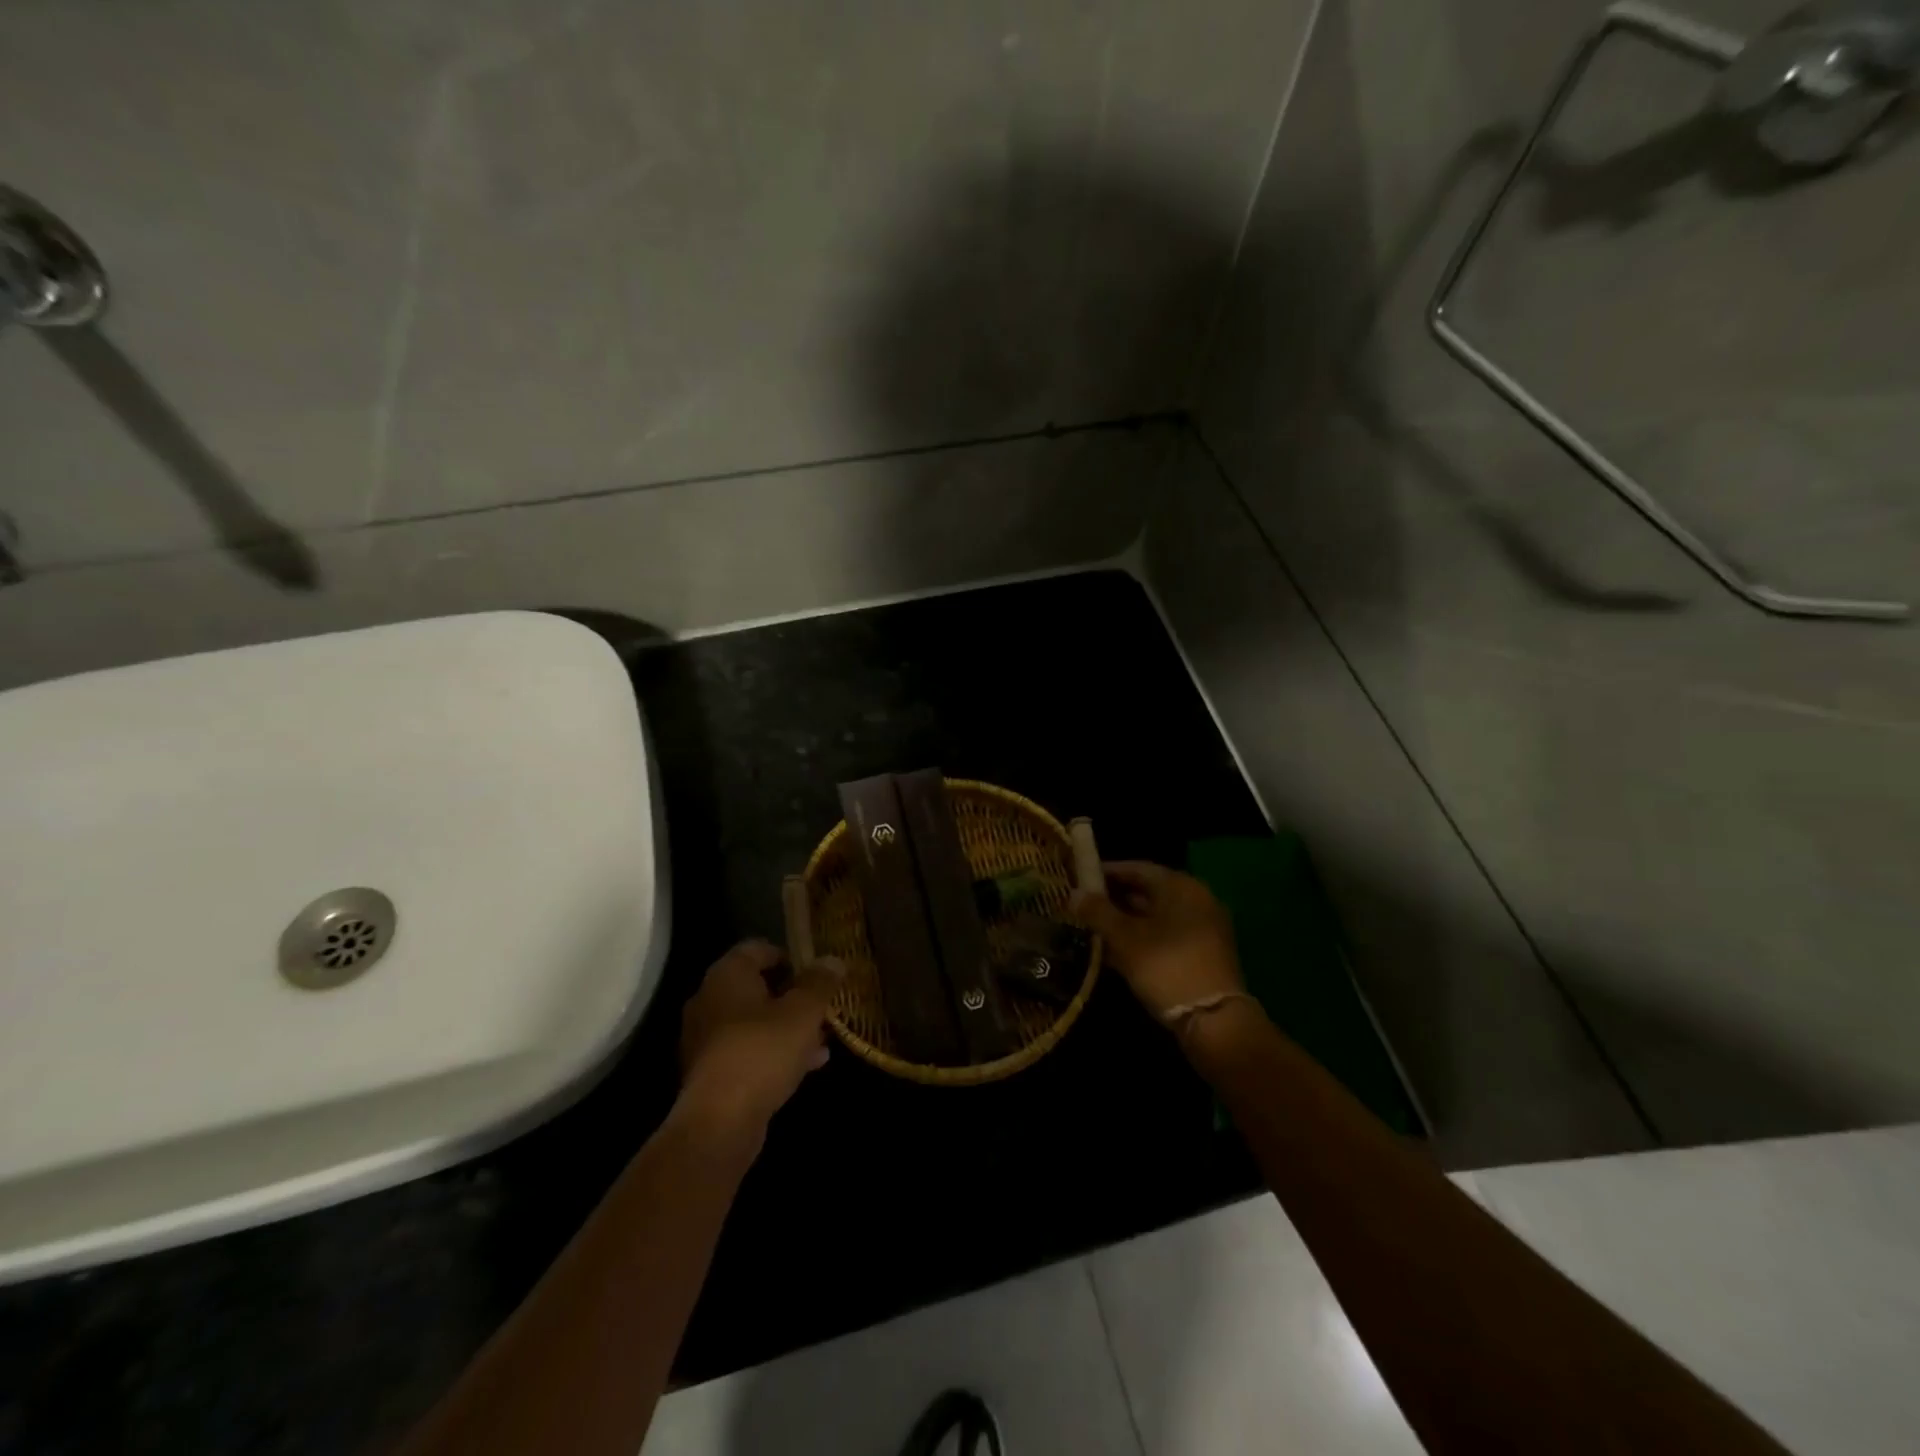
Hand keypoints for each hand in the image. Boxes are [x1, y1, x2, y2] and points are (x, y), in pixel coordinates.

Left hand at [678, 940, 841, 1139]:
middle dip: (793, 996)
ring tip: (822, 1039)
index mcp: (727, 975)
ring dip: (787, 1026)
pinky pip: (747, 1050)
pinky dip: (774, 1052)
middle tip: (823, 1007)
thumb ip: (820, 983)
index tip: (817, 973)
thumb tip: (832, 960)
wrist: (720, 1123)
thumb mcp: (803, 1012)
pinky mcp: (710, 1072)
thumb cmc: (763, 1051)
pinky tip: (807, 1065)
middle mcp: (709, 999)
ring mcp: (706, 1038)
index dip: (790, 956)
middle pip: (757, 986)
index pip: (758, 948)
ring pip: (754, 1021)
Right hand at [1069, 862, 1243, 1019]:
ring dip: (1128, 920)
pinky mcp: (1206, 951)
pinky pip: (1168, 934)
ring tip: (1096, 928)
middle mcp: (1197, 898)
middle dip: (1115, 897)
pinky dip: (1144, 937)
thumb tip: (1074, 894)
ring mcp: (1204, 926)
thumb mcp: (1125, 938)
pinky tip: (1119, 950)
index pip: (1136, 868)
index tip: (1080, 879)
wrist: (1214, 1019)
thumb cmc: (1166, 966)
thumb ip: (1098, 912)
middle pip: (1149, 890)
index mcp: (1180, 886)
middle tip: (1084, 905)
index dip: (1106, 872)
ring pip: (1158, 915)